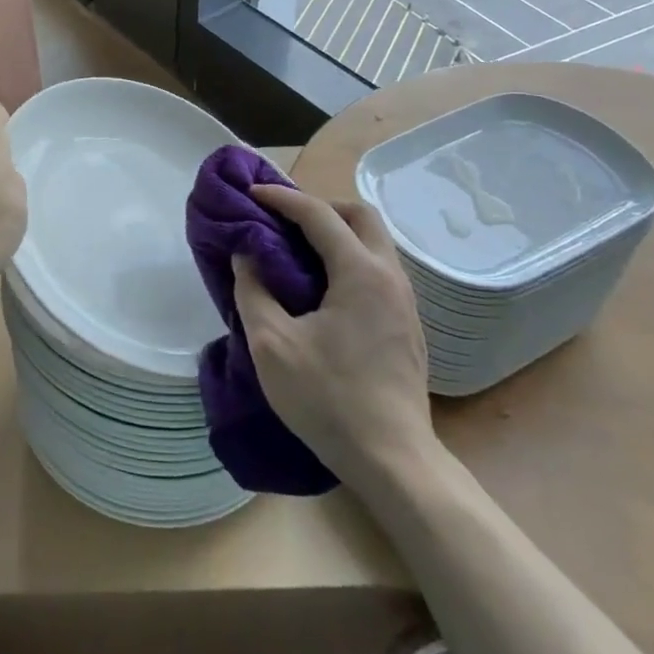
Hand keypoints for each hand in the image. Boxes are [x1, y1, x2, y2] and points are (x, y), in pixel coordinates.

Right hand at [234, 184, 436, 482]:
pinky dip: (349, 258)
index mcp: (360, 273)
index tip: (251, 193)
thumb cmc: (328, 399)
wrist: (393, 460)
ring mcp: (405, 302)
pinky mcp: (407, 325)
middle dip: (321, 206)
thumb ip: (252, 291)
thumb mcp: (271, 345)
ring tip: (297, 249)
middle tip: (284, 219)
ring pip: (374, 243)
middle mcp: (390, 277)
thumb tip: (246, 257)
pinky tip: (323, 286)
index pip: (319, 215)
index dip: (282, 198)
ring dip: (337, 232)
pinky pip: (378, 269)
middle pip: (361, 216)